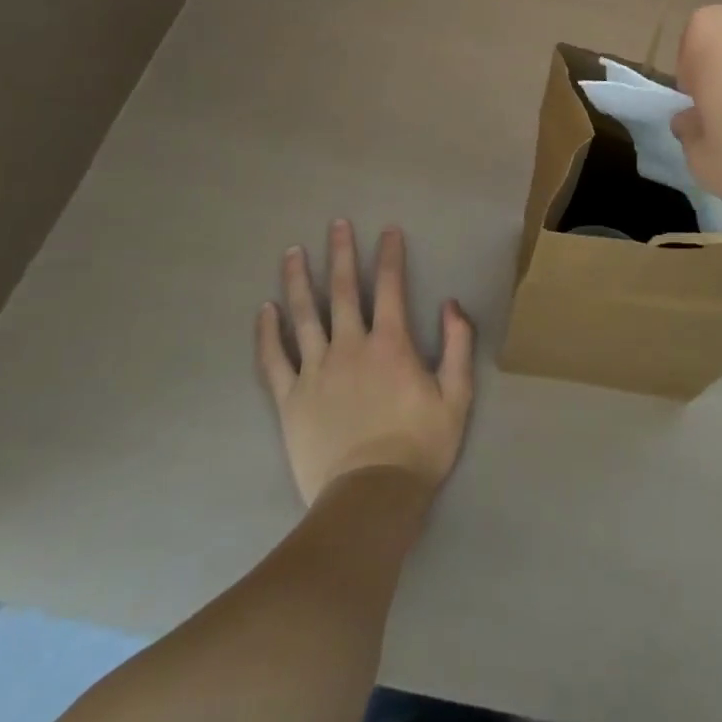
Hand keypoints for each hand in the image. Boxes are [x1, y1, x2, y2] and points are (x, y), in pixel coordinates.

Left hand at [256, 220, 474, 505]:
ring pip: (305, 315)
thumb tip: (451, 303)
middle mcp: (351, 347)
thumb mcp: (457, 395)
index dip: (391, 255)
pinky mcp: (290, 399)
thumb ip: (457, 344)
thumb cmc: (420, 446)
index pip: (391, 287)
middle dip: (342, 253)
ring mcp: (316, 372)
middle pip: (344, 291)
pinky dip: (268, 333)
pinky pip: (274, 359)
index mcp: (391, 344)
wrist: (370, 498)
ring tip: (293, 252)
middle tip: (336, 224)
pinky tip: (265, 310)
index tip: (388, 230)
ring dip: (300, 280)